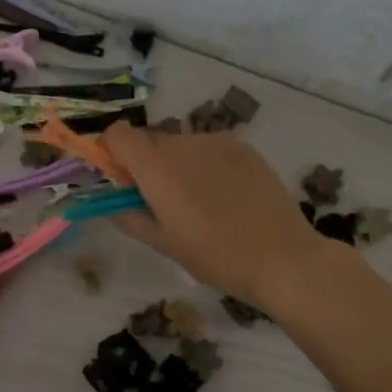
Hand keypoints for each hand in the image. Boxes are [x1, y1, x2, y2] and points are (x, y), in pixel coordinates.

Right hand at [102, 122, 339, 304]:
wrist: (282, 257)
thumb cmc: (215, 257)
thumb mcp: (164, 244)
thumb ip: (129, 217)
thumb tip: (109, 205)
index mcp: (157, 167)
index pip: (118, 134)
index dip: (111, 152)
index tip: (120, 181)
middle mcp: (184, 143)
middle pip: (150, 141)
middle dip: (146, 165)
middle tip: (160, 202)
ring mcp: (218, 142)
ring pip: (181, 145)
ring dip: (177, 165)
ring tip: (199, 203)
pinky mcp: (245, 147)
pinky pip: (210, 149)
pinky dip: (205, 165)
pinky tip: (225, 197)